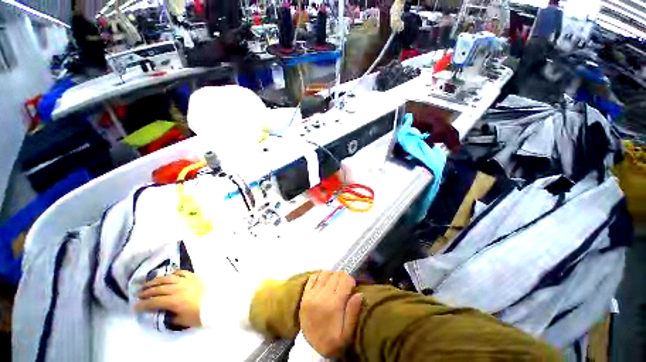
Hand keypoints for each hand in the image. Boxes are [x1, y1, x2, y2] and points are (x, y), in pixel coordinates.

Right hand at [135, 270, 204, 327]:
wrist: (216, 304)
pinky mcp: (194, 276)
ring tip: (148, 284)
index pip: (154, 301)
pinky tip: (167, 275)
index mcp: (174, 301)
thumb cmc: (198, 315)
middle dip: (146, 291)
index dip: (143, 304)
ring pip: (168, 278)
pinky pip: (181, 272)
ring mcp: (187, 280)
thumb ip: (168, 316)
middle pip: (159, 288)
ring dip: (156, 281)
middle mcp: (178, 288)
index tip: (135, 306)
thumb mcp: (181, 321)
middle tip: (138, 294)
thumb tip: (159, 312)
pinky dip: (173, 273)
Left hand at [299, 271, 361, 357]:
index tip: (352, 287)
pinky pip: (313, 276)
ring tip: (335, 284)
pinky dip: (321, 275)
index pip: (345, 280)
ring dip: (332, 276)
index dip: (351, 281)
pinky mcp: (305, 294)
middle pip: (336, 275)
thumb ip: (353, 313)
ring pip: (325, 273)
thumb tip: (359, 293)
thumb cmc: (332, 341)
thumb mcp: (347, 334)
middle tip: (344, 287)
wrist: (310, 349)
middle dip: (343, 278)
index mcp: (334, 304)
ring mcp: (312, 294)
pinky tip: (324, 281)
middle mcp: (322, 296)